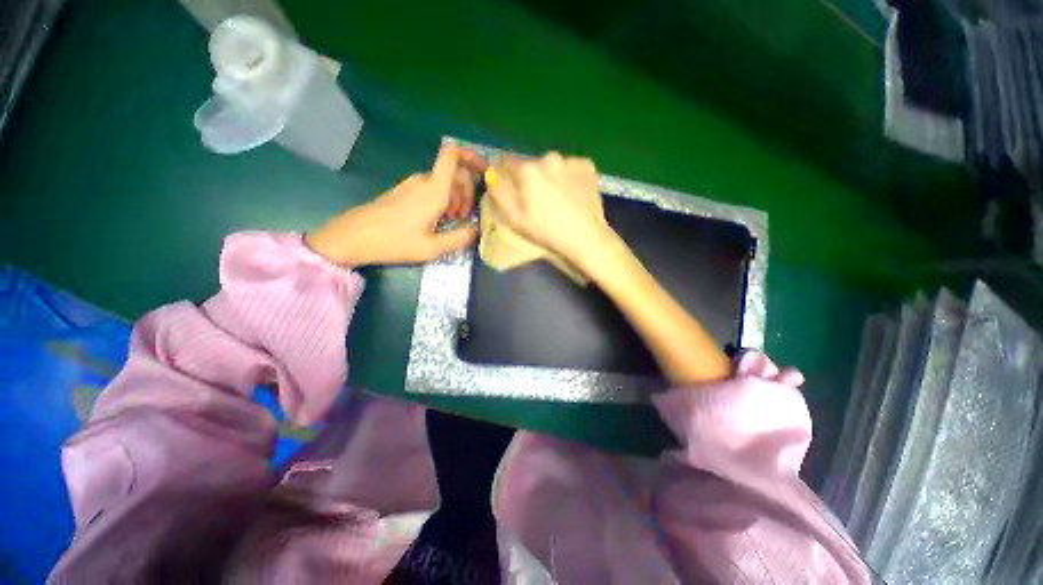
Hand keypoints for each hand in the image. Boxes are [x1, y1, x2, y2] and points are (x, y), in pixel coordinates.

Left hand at [306, 145, 485, 265]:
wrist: (353, 237)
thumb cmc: (394, 242)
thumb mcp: (432, 248)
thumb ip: (459, 238)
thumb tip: (477, 230)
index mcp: (433, 191)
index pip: (452, 156)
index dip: (471, 156)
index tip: (485, 171)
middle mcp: (424, 181)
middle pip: (455, 173)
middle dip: (467, 191)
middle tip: (465, 217)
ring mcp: (412, 184)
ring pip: (444, 182)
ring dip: (456, 198)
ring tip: (453, 221)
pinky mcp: (405, 190)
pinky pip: (432, 187)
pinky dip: (443, 199)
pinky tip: (438, 219)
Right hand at [485, 152, 613, 273]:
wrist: (585, 237)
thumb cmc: (547, 230)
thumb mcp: (515, 218)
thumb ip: (499, 194)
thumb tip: (491, 176)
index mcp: (528, 170)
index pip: (507, 162)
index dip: (505, 173)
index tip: (509, 184)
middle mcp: (549, 157)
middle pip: (532, 164)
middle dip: (531, 177)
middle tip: (538, 198)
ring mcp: (571, 160)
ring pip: (553, 165)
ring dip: (551, 176)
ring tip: (558, 198)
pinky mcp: (588, 166)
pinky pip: (571, 168)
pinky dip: (569, 177)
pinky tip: (573, 194)